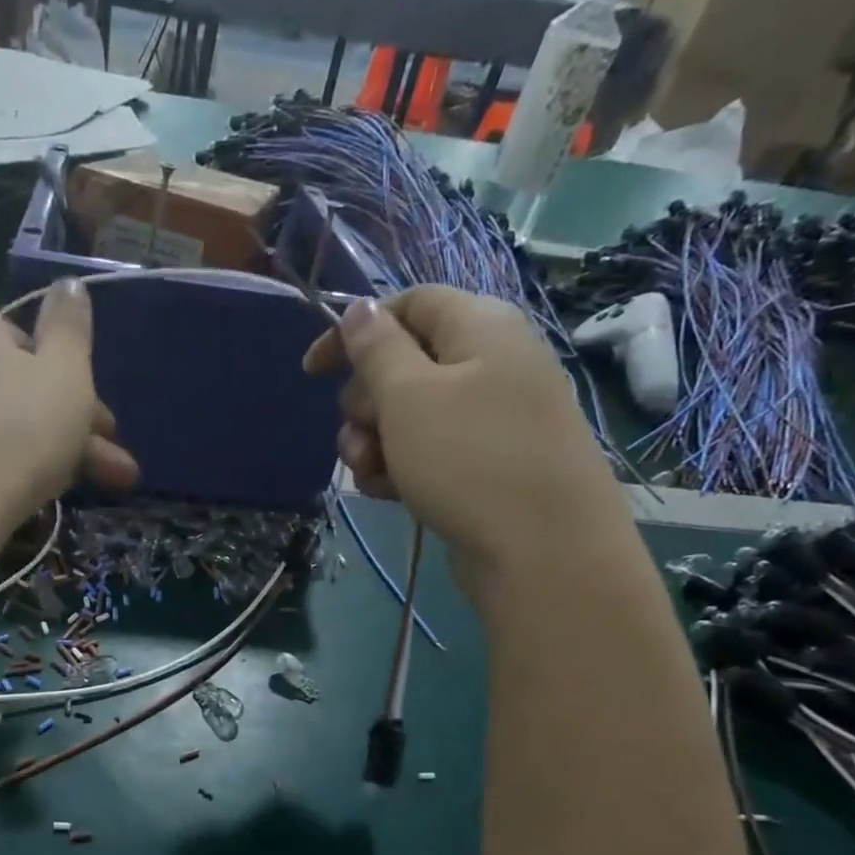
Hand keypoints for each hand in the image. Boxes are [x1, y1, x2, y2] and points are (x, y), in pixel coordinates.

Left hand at [0, 281, 137, 544]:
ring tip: (85, 493)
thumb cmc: (14, 429)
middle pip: (20, 394)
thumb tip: (68, 284)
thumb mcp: (65, 373)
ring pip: (1, 431)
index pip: (32, 345)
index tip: (107, 427)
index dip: (78, 386)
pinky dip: (6, 476)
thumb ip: (72, 328)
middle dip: (76, 433)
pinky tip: (28, 503)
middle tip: (117, 473)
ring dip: (51, 459)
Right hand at [304, 287, 626, 581]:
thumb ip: (377, 348)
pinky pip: (430, 451)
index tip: (311, 372)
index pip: (407, 304)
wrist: (542, 551)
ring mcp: (491, 417)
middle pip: (403, 363)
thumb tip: (360, 308)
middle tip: (360, 436)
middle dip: (365, 402)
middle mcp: (490, 362)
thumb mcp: (409, 396)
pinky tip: (389, 496)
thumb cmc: (469, 460)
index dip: (354, 330)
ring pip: (409, 415)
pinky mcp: (486, 463)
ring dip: (375, 442)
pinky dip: (402, 467)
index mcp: (479, 326)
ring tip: (371, 475)